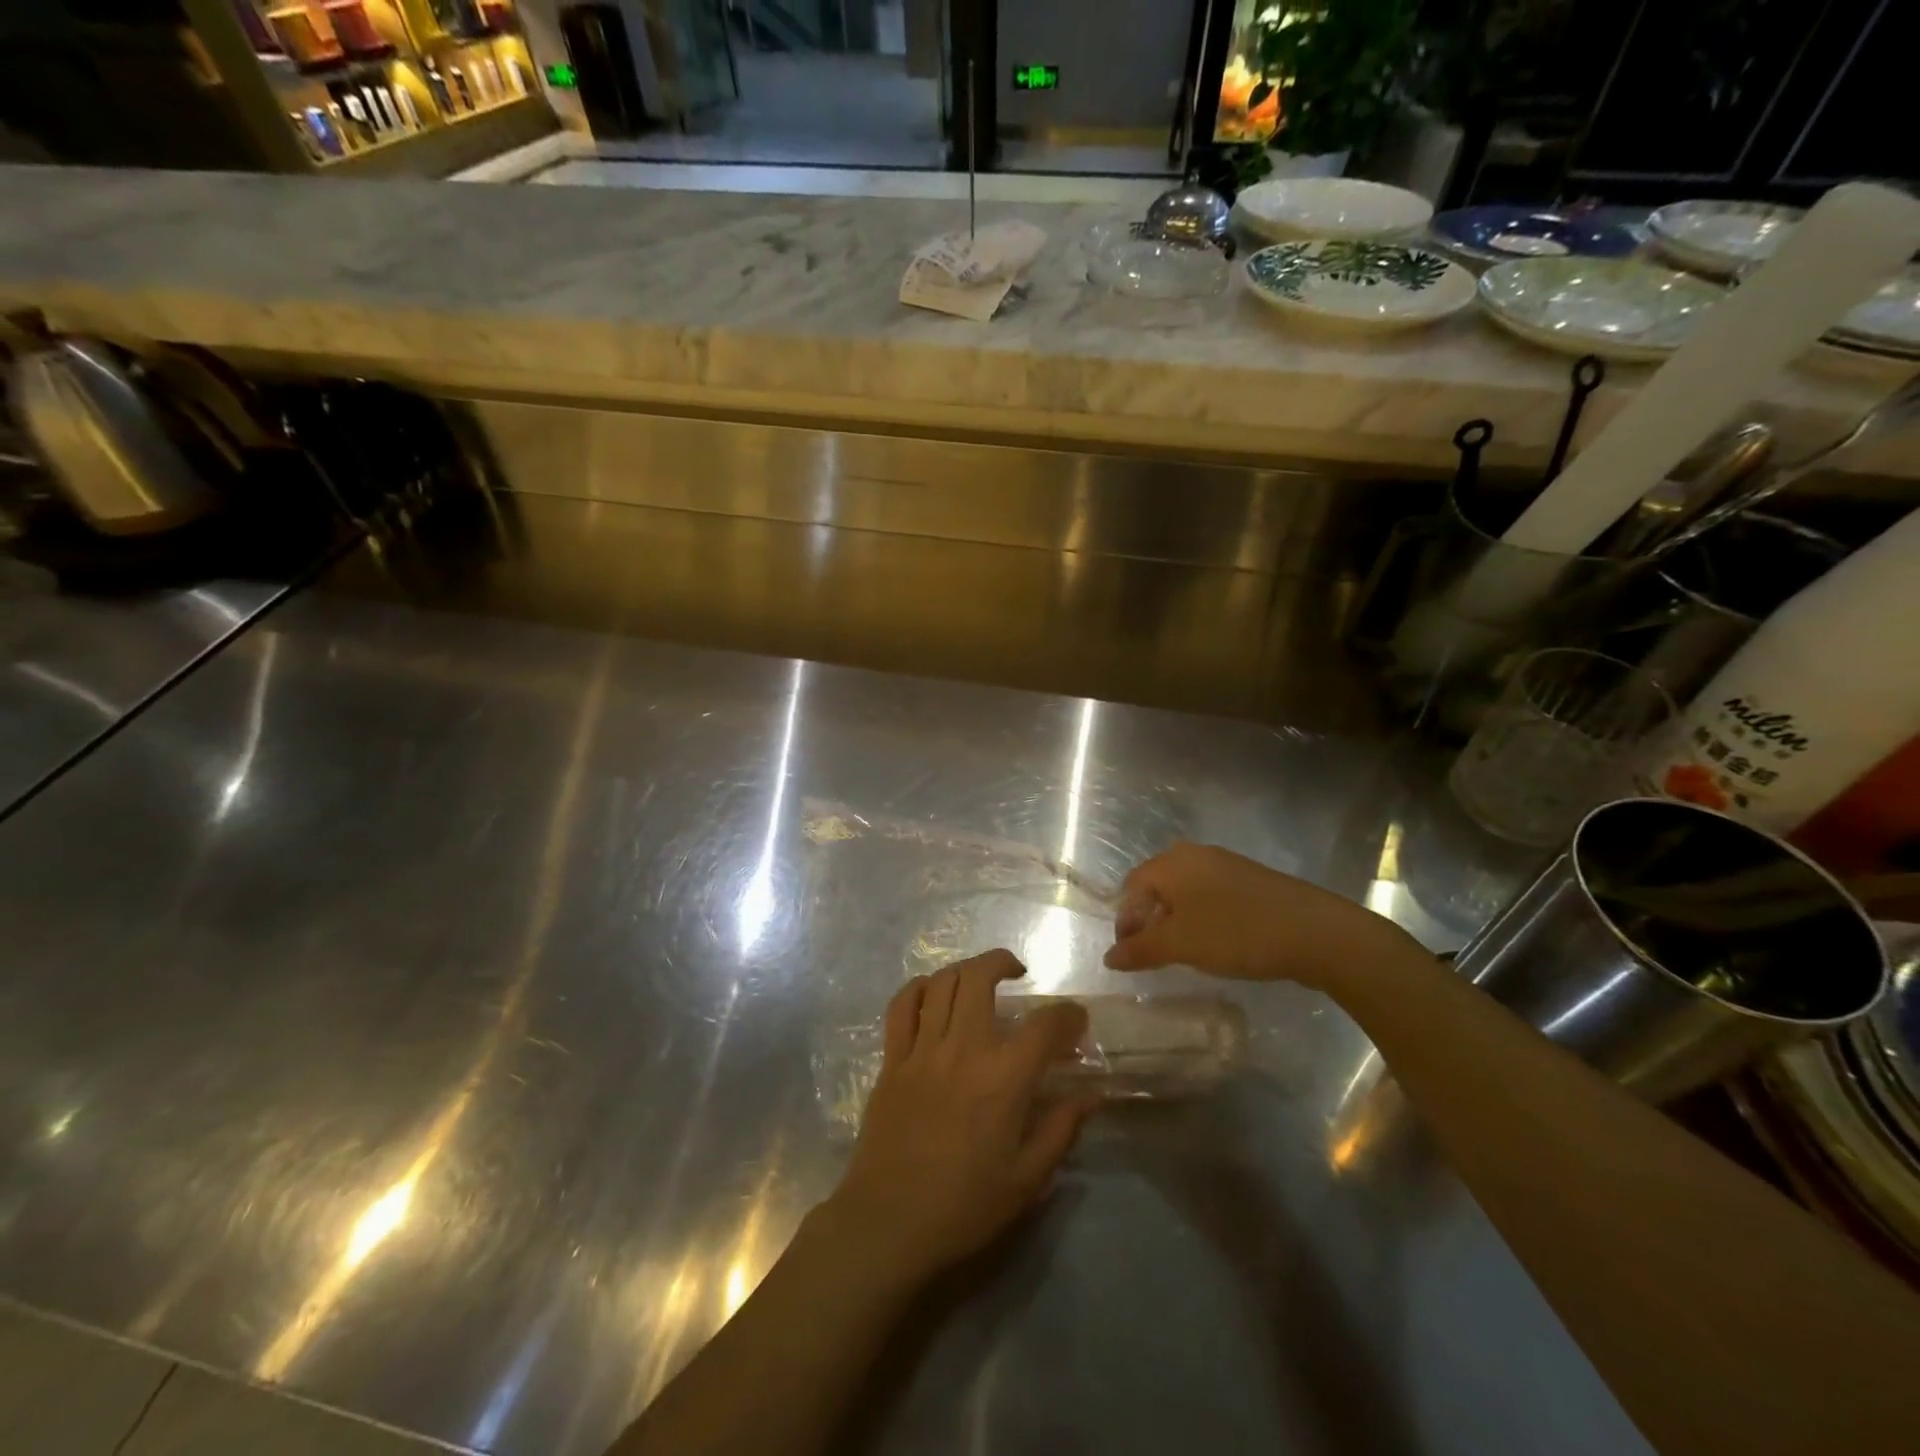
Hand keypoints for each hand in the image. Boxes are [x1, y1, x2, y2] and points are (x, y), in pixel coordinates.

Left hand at [821, 950, 1095, 1288]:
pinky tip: (933, 993)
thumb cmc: (965, 1206)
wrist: (889, 1223)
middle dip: (1003, 962)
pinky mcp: (892, 1059)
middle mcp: (963, 1048)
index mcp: (1004, 1078)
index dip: (1068, 1015)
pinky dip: (920, 988)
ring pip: (942, 982)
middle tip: (1018, 973)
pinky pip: (902, 1006)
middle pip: (980, 977)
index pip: (1045, 1025)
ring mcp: (923, 1049)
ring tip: (979, 978)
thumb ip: (1062, 1128)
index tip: (1076, 1020)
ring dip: (965, 969)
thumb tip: (1093, 1095)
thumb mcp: (1028, 1179)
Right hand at [1104, 841, 1418, 990]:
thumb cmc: (1236, 932)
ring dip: (1176, 922)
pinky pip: (1211, 896)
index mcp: (1172, 862)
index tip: (1131, 956)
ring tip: (1185, 953)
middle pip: (1156, 887)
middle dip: (1149, 922)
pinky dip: (1202, 918)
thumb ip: (1140, 950)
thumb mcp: (1180, 945)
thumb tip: (1109, 957)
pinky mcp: (1250, 881)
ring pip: (1185, 892)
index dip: (1125, 922)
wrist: (1316, 932)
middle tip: (1155, 956)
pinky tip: (1216, 943)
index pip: (1131, 887)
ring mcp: (1226, 865)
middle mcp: (1194, 854)